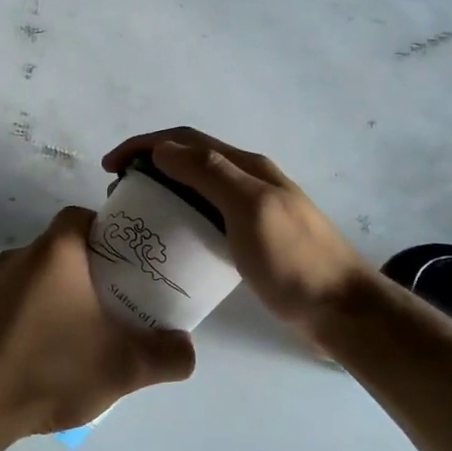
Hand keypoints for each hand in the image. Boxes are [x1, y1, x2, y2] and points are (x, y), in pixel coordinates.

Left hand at [0, 207, 195, 442]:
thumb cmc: (51, 370)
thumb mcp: (124, 368)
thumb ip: (168, 356)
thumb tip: (186, 347)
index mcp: (53, 253)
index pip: (80, 216)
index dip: (106, 230)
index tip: (125, 260)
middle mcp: (17, 258)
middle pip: (59, 248)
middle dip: (87, 269)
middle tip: (113, 301)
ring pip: (34, 276)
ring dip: (57, 294)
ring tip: (80, 332)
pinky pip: (11, 302)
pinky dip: (30, 316)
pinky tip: (42, 354)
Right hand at [103, 127, 376, 334]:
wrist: (342, 310)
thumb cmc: (294, 260)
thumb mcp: (251, 209)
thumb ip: (210, 175)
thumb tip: (163, 149)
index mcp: (247, 167)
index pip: (186, 141)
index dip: (144, 145)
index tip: (109, 167)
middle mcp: (247, 181)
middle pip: (189, 160)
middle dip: (149, 166)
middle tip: (119, 195)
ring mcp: (251, 210)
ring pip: (196, 188)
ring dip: (163, 190)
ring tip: (136, 215)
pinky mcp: (251, 239)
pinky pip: (206, 217)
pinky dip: (180, 217)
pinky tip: (170, 241)